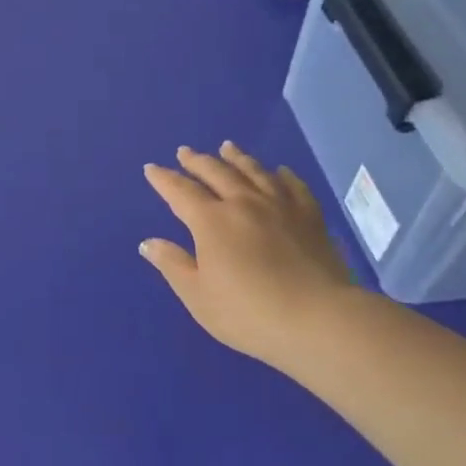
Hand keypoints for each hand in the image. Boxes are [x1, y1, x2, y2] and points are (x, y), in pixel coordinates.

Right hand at [140, 143, 354, 372]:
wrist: (318, 319)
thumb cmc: (248, 313)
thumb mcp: (198, 296)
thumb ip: (173, 265)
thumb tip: (148, 242)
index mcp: (211, 221)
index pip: (181, 192)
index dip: (164, 179)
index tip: (152, 168)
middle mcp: (244, 203)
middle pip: (216, 173)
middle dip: (197, 161)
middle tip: (185, 152)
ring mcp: (280, 206)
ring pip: (254, 171)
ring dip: (236, 158)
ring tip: (226, 147)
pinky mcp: (310, 216)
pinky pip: (293, 186)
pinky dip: (282, 174)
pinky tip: (279, 171)